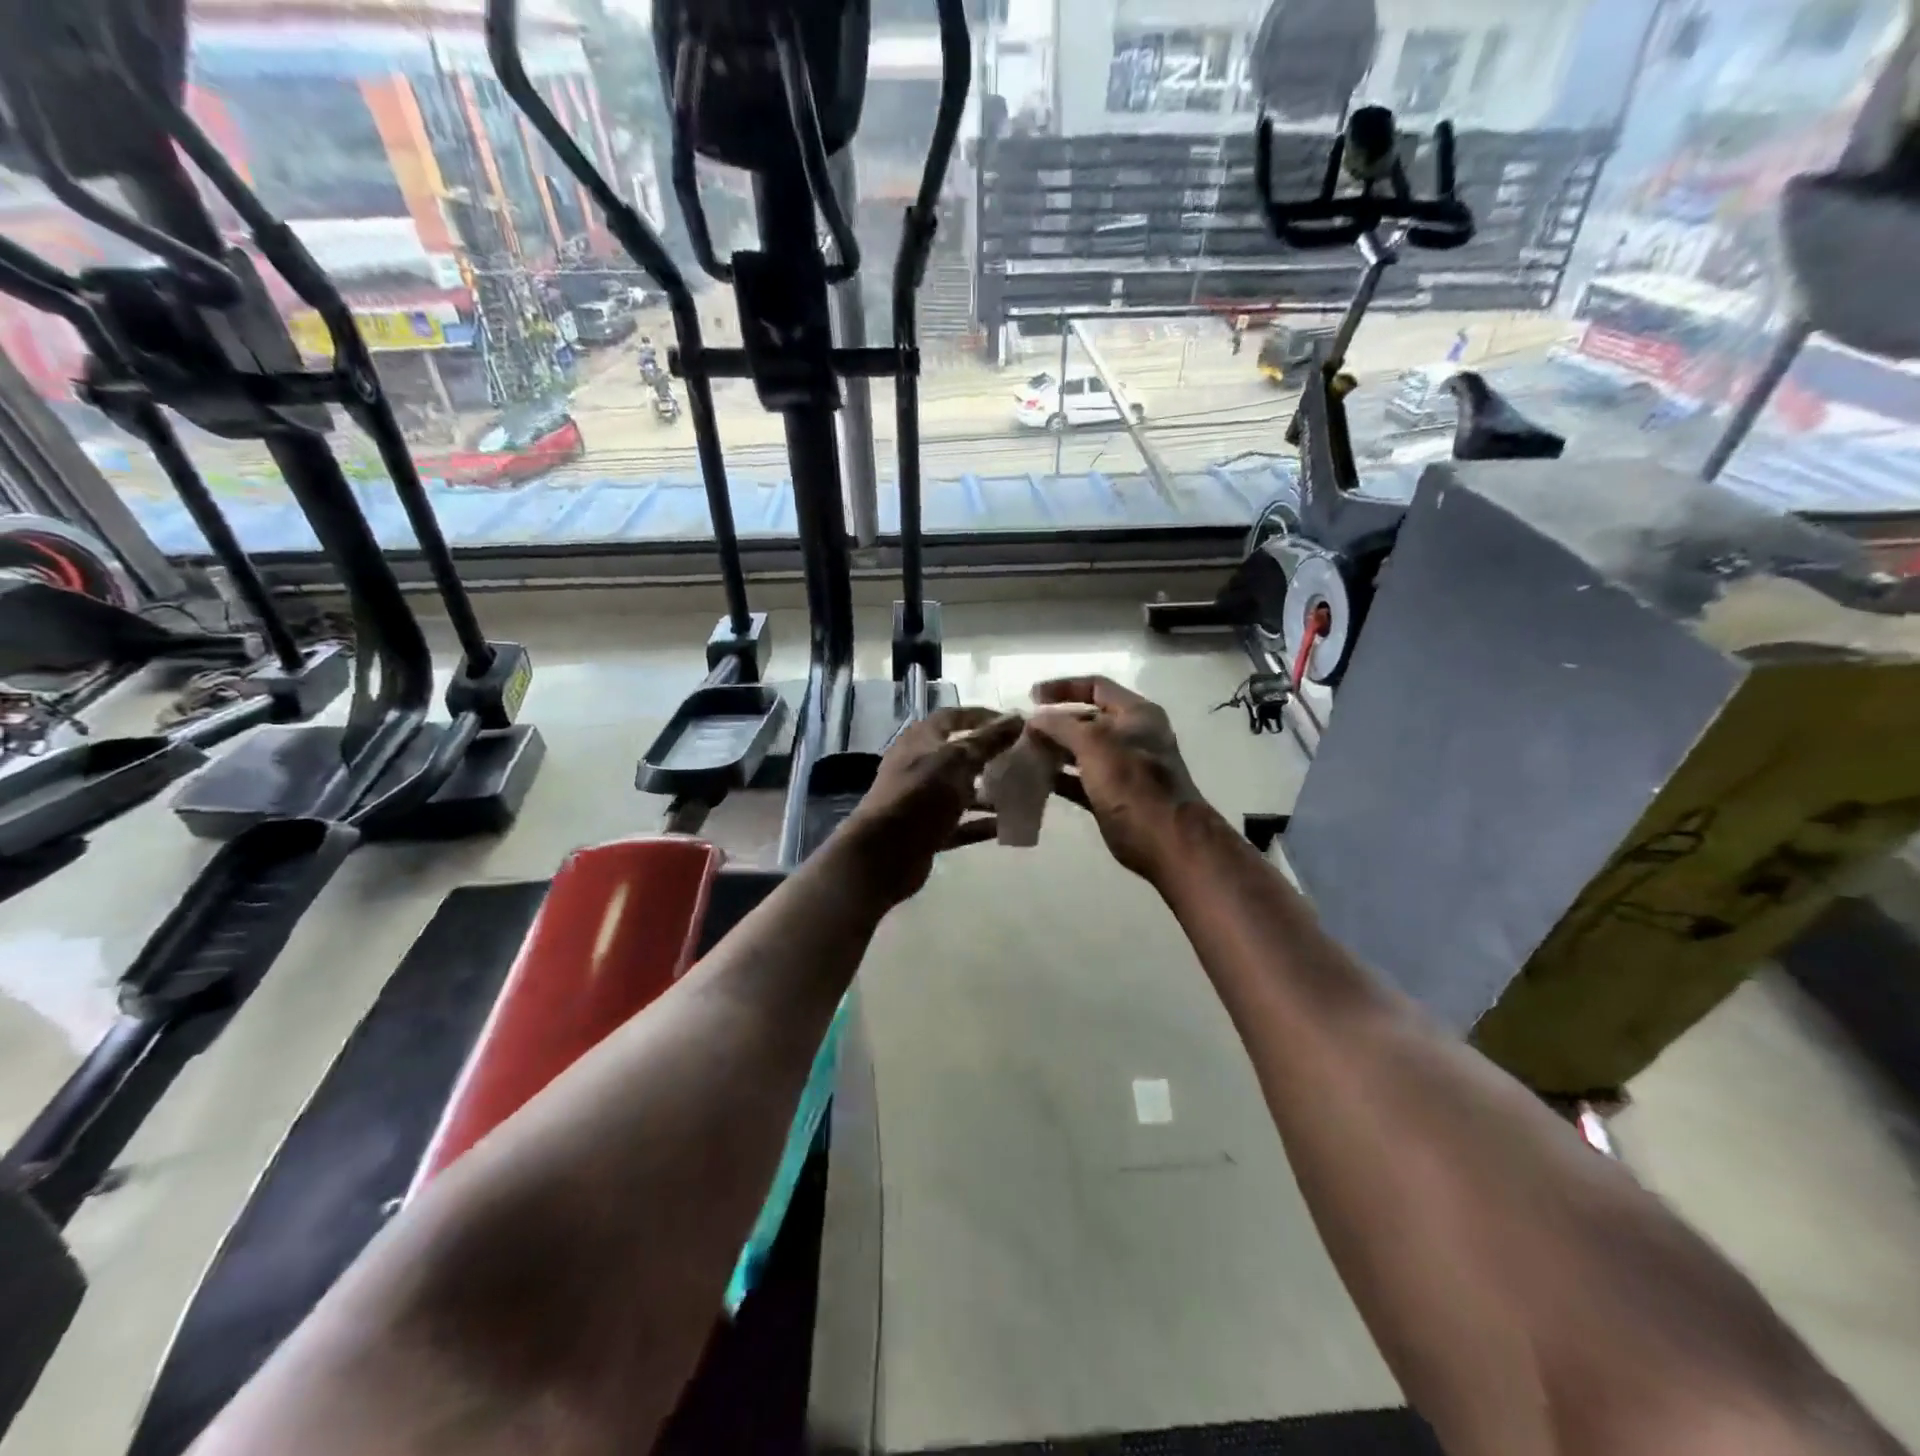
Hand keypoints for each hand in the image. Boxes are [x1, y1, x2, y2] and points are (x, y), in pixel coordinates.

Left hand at [838, 707, 1024, 905]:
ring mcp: (922, 799)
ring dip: (989, 792)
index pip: (955, 717)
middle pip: (960, 755)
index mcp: (921, 740)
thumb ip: (989, 741)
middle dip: (991, 756)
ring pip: (961, 790)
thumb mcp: (958, 761)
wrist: (884, 853)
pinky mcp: (927, 830)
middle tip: (1023, 759)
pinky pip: (960, 823)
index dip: (983, 717)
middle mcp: (919, 765)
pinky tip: (1006, 825)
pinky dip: (980, 823)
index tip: (1015, 724)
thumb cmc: (921, 795)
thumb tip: (1018, 719)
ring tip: (1021, 793)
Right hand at [1027, 677, 1202, 882]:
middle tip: (1023, 731)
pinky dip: (1059, 778)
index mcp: (1136, 714)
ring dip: (1054, 750)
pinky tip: (1035, 780)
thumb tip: (1035, 719)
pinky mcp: (1112, 796)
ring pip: (1081, 751)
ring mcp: (1123, 768)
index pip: (1096, 686)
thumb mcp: (1094, 744)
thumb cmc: (1132, 782)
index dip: (1063, 687)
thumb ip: (1062, 726)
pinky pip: (1080, 780)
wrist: (1165, 839)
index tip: (1031, 697)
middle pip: (1086, 719)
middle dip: (1054, 723)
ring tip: (1023, 753)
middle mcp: (1131, 736)